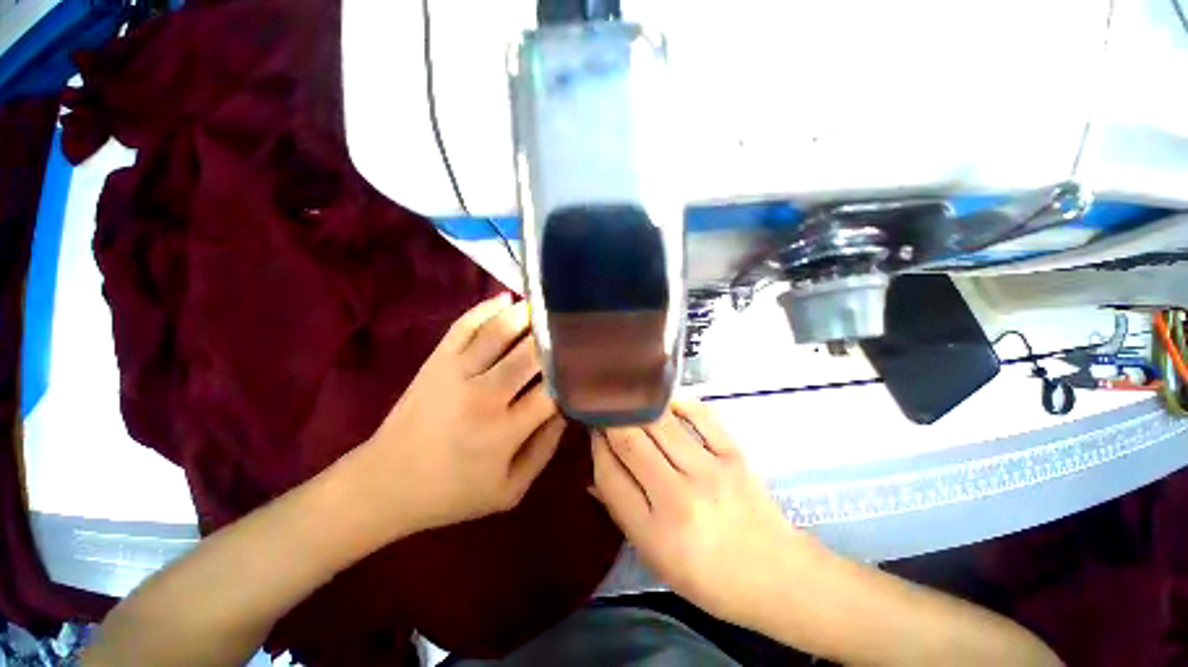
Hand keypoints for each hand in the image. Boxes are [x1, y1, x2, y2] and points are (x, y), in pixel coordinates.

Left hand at [357, 294, 564, 536]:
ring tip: (545, 307)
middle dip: (555, 337)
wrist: (385, 485)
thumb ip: (545, 449)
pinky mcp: (436, 361)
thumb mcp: (510, 490)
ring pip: (499, 331)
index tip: (586, 361)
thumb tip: (567, 407)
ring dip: (525, 314)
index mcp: (505, 432)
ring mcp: (456, 373)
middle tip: (573, 326)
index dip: (573, 372)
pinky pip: (464, 325)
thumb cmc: (453, 493)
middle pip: (530, 353)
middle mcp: (484, 396)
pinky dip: (487, 308)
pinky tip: (506, 300)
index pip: (552, 390)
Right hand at [591, 398, 817, 626]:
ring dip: (637, 407)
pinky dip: (678, 401)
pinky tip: (664, 399)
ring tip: (628, 398)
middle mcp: (678, 497)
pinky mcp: (734, 455)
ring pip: (660, 423)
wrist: (777, 576)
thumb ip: (623, 512)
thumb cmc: (710, 577)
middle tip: (605, 408)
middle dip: (611, 419)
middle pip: (630, 441)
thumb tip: (595, 475)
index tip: (593, 431)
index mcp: (654, 532)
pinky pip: (701, 415)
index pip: (610, 474)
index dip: (596, 446)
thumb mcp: (656, 558)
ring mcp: (709, 471)